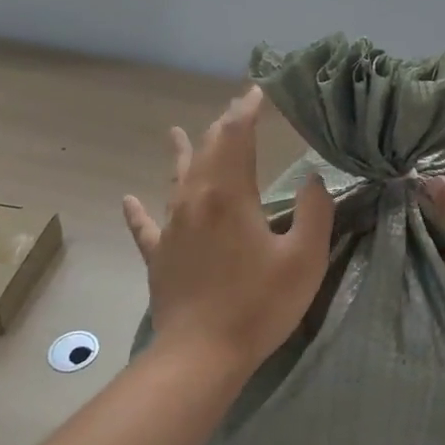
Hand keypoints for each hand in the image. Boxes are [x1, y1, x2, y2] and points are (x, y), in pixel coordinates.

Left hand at [122, 86, 332, 371]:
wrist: (202, 354)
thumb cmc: (259, 305)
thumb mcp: (305, 258)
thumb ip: (315, 212)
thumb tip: (314, 179)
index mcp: (230, 194)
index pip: (236, 137)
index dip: (246, 110)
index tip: (257, 91)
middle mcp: (195, 200)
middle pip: (207, 151)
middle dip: (222, 126)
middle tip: (235, 108)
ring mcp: (172, 228)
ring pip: (176, 179)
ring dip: (182, 153)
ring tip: (175, 132)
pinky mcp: (159, 256)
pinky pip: (146, 226)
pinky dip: (139, 211)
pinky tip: (128, 200)